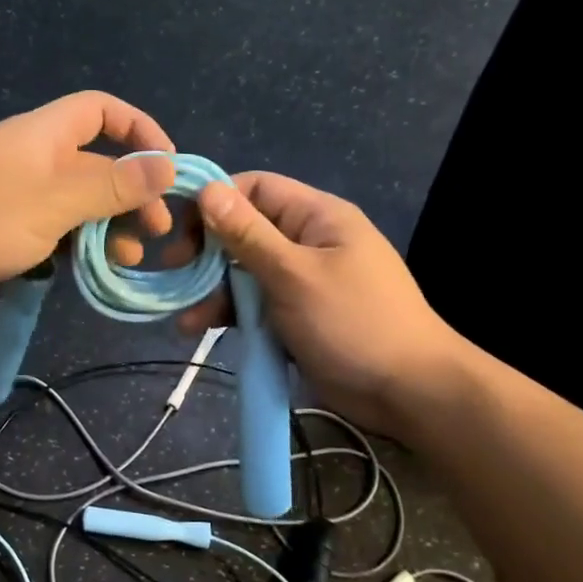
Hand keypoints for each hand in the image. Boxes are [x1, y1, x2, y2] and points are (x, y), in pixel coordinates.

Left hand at [0, 92, 177, 310]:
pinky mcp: (10, 228)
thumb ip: (111, 185)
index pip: (101, 110)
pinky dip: (82, 244)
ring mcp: (21, 195)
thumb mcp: (54, 201)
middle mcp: (35, 158)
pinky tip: (96, 269)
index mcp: (44, 134)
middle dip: (132, 192)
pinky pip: (59, 229)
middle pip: (97, 162)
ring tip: (129, 257)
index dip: (138, 129)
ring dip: (110, 225)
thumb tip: (167, 167)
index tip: (166, 166)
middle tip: (155, 231)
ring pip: (81, 202)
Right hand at [177, 172, 469, 436]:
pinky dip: (228, 313)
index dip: (214, 201)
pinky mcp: (294, 315)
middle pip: (243, 231)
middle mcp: (306, 241)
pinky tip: (198, 329)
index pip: (254, 188)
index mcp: (316, 217)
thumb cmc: (353, 323)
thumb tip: (206, 189)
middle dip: (206, 252)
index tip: (178, 230)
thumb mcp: (294, 275)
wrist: (408, 393)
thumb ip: (247, 234)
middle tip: (174, 272)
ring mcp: (300, 280)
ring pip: (243, 272)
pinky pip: (253, 304)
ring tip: (183, 317)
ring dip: (211, 290)